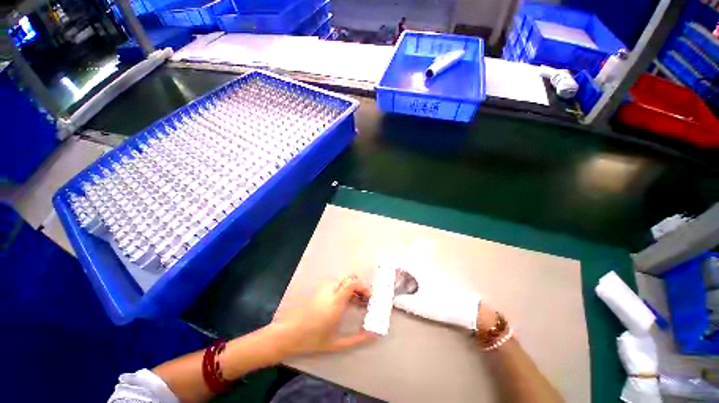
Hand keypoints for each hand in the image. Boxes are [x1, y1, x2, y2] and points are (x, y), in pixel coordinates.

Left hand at [272, 275, 376, 355]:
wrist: (290, 333)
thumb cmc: (313, 339)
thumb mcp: (336, 344)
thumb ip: (357, 339)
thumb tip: (373, 336)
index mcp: (336, 302)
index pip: (353, 283)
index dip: (364, 287)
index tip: (369, 298)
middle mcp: (331, 291)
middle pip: (349, 278)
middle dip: (360, 286)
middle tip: (365, 299)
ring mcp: (324, 289)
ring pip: (343, 280)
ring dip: (352, 287)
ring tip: (356, 301)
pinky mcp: (320, 290)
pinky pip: (336, 284)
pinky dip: (344, 289)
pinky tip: (345, 302)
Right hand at [393, 267, 480, 329]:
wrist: (469, 308)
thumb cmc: (443, 305)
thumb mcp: (420, 306)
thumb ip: (403, 302)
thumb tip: (392, 300)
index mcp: (418, 268)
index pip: (398, 261)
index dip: (388, 268)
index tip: (383, 276)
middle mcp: (423, 264)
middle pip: (403, 264)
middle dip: (395, 274)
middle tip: (391, 286)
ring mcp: (431, 268)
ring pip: (411, 268)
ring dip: (404, 277)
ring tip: (401, 291)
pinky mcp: (436, 274)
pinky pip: (419, 272)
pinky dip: (413, 279)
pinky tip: (414, 291)